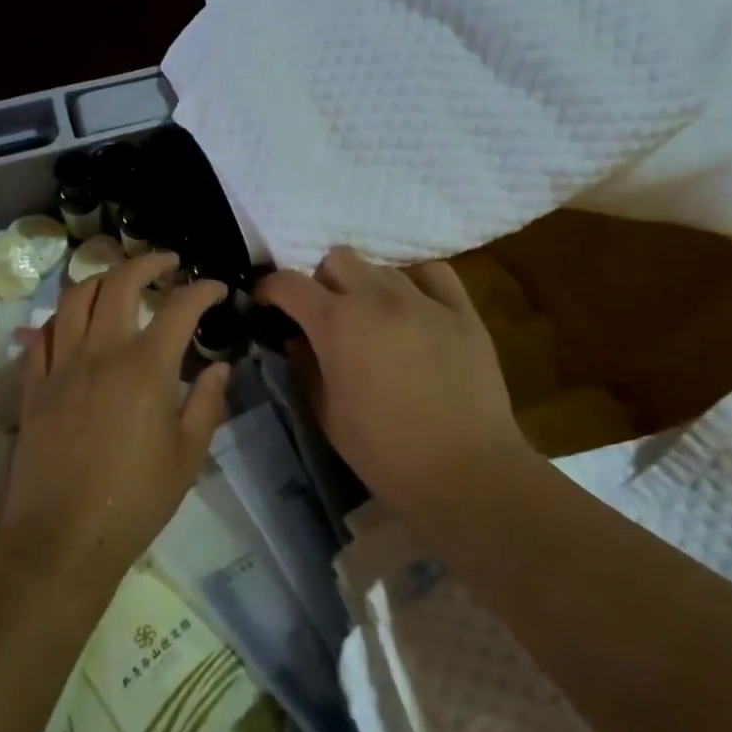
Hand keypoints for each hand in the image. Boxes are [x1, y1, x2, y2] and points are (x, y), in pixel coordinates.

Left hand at [0, 252, 231, 596]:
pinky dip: (64, 317)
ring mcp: (61, 366)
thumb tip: (220, 368)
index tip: (216, 288)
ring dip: (101, 279)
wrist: (62, 538)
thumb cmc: (136, 500)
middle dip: (147, 263)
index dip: (202, 290)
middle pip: (119, 283)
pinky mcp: (35, 385)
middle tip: (166, 263)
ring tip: (119, 281)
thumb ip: (207, 403)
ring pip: (75, 298)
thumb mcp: (188, 456)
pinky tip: (75, 323)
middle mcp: (101, 352)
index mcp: (146, 367)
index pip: (179, 308)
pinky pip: (44, 334)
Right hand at [255, 247, 524, 511]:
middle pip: (337, 259)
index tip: (266, 302)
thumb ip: (305, 366)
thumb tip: (296, 339)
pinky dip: (414, 283)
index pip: (289, 283)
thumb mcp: (326, 414)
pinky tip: (414, 308)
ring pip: (381, 267)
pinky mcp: (462, 311)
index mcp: (337, 324)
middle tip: (325, 315)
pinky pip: (433, 273)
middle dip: (321, 281)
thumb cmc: (384, 452)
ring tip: (373, 319)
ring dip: (366, 286)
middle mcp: (377, 298)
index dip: (269, 288)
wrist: (465, 472)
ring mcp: (423, 300)